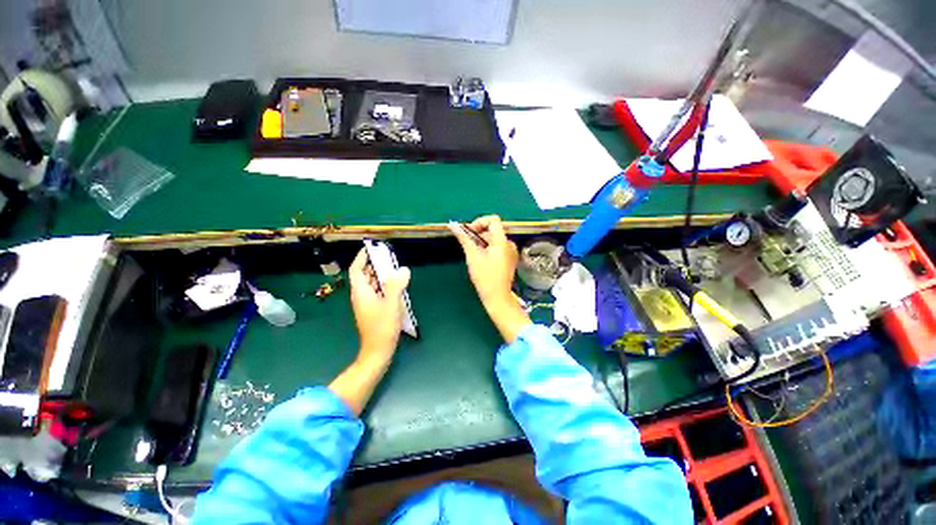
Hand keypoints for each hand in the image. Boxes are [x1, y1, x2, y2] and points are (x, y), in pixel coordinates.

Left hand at [349, 248, 410, 366]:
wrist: (378, 350)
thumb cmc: (382, 327)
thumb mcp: (391, 304)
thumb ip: (396, 286)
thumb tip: (403, 269)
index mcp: (361, 292)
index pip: (356, 270)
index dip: (361, 258)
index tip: (370, 248)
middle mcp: (361, 296)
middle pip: (363, 275)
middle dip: (372, 264)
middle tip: (386, 256)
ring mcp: (366, 304)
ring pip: (370, 284)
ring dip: (379, 274)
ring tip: (392, 267)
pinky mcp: (372, 310)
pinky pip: (376, 292)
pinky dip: (383, 285)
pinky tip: (395, 285)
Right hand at [449, 216, 529, 341]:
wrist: (497, 297)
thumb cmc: (484, 277)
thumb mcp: (472, 256)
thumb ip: (464, 238)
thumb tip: (453, 225)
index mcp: (502, 241)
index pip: (493, 220)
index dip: (480, 222)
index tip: (469, 232)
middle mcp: (509, 244)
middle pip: (493, 230)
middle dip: (479, 234)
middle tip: (468, 244)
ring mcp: (510, 252)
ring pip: (494, 239)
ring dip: (482, 242)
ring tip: (473, 254)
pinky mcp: (509, 259)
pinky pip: (497, 247)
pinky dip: (487, 248)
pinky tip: (481, 259)